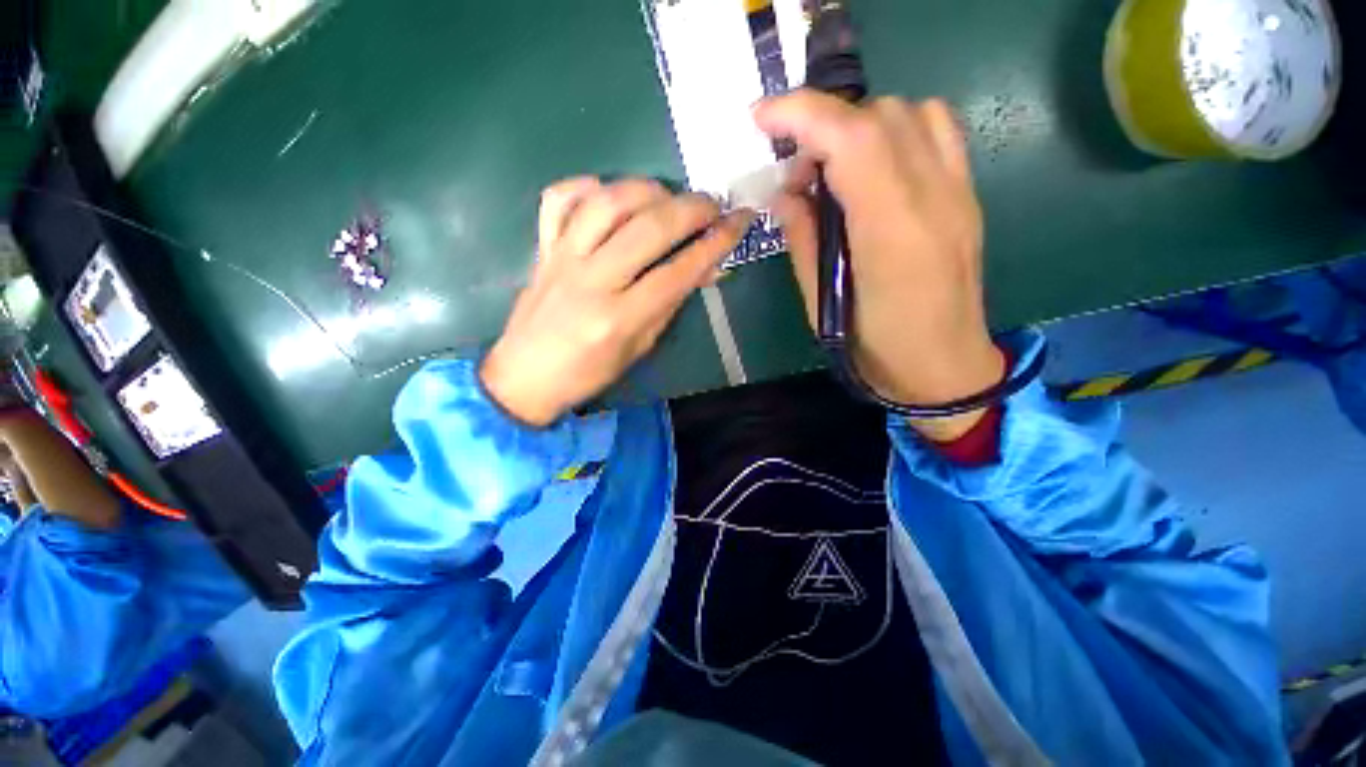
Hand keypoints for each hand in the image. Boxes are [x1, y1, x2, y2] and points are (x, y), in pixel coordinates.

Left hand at [481, 177, 752, 426]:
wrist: (525, 377)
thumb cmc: (589, 373)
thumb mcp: (639, 347)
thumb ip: (670, 304)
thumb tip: (705, 268)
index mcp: (618, 319)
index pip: (677, 272)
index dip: (714, 244)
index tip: (738, 221)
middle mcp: (591, 282)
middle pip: (647, 229)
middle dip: (690, 209)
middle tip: (711, 205)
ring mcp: (562, 259)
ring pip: (607, 203)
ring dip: (646, 189)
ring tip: (668, 197)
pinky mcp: (542, 248)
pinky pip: (559, 200)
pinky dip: (587, 186)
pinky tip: (609, 193)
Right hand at [753, 92, 1004, 441]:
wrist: (945, 369)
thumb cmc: (875, 348)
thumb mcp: (822, 302)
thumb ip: (804, 238)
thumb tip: (786, 192)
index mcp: (890, 231)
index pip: (850, 139)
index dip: (801, 115)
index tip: (761, 118)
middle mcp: (933, 197)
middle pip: (878, 116)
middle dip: (823, 128)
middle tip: (797, 174)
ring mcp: (958, 192)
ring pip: (909, 113)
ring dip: (859, 128)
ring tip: (834, 171)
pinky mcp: (967, 195)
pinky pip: (936, 131)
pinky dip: (895, 131)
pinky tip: (874, 169)